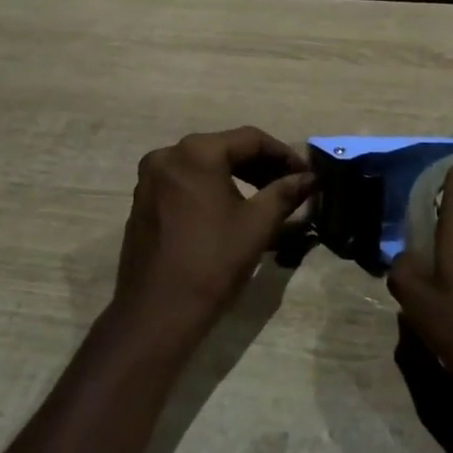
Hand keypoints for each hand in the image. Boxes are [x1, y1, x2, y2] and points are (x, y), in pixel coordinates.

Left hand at [112, 127, 315, 348]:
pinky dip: (211, 188)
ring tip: (266, 197)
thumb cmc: (212, 263)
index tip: (306, 174)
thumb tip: (310, 178)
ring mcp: (150, 178)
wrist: (157, 313)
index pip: (251, 139)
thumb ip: (285, 193)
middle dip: (261, 165)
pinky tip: (231, 209)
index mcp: (197, 152)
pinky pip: (185, 182)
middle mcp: (168, 155)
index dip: (284, 154)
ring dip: (237, 176)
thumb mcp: (257, 225)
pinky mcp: (143, 200)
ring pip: (204, 165)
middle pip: (225, 149)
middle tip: (290, 185)